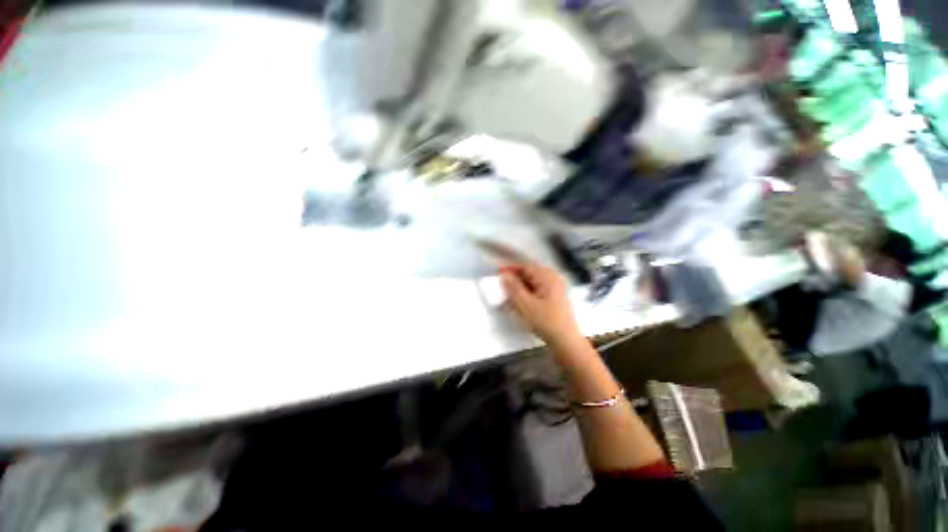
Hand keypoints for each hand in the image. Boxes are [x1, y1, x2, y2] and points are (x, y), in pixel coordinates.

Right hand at [499, 262, 582, 346]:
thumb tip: (504, 275)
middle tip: (501, 283)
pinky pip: (538, 289)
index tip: (497, 272)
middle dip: (515, 277)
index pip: (526, 266)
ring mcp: (556, 288)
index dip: (510, 268)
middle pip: (530, 273)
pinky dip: (527, 292)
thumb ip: (513, 288)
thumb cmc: (546, 321)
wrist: (566, 341)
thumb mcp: (525, 305)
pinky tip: (520, 300)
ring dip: (520, 285)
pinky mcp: (555, 297)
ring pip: (533, 281)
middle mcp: (553, 278)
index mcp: (548, 277)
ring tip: (508, 292)